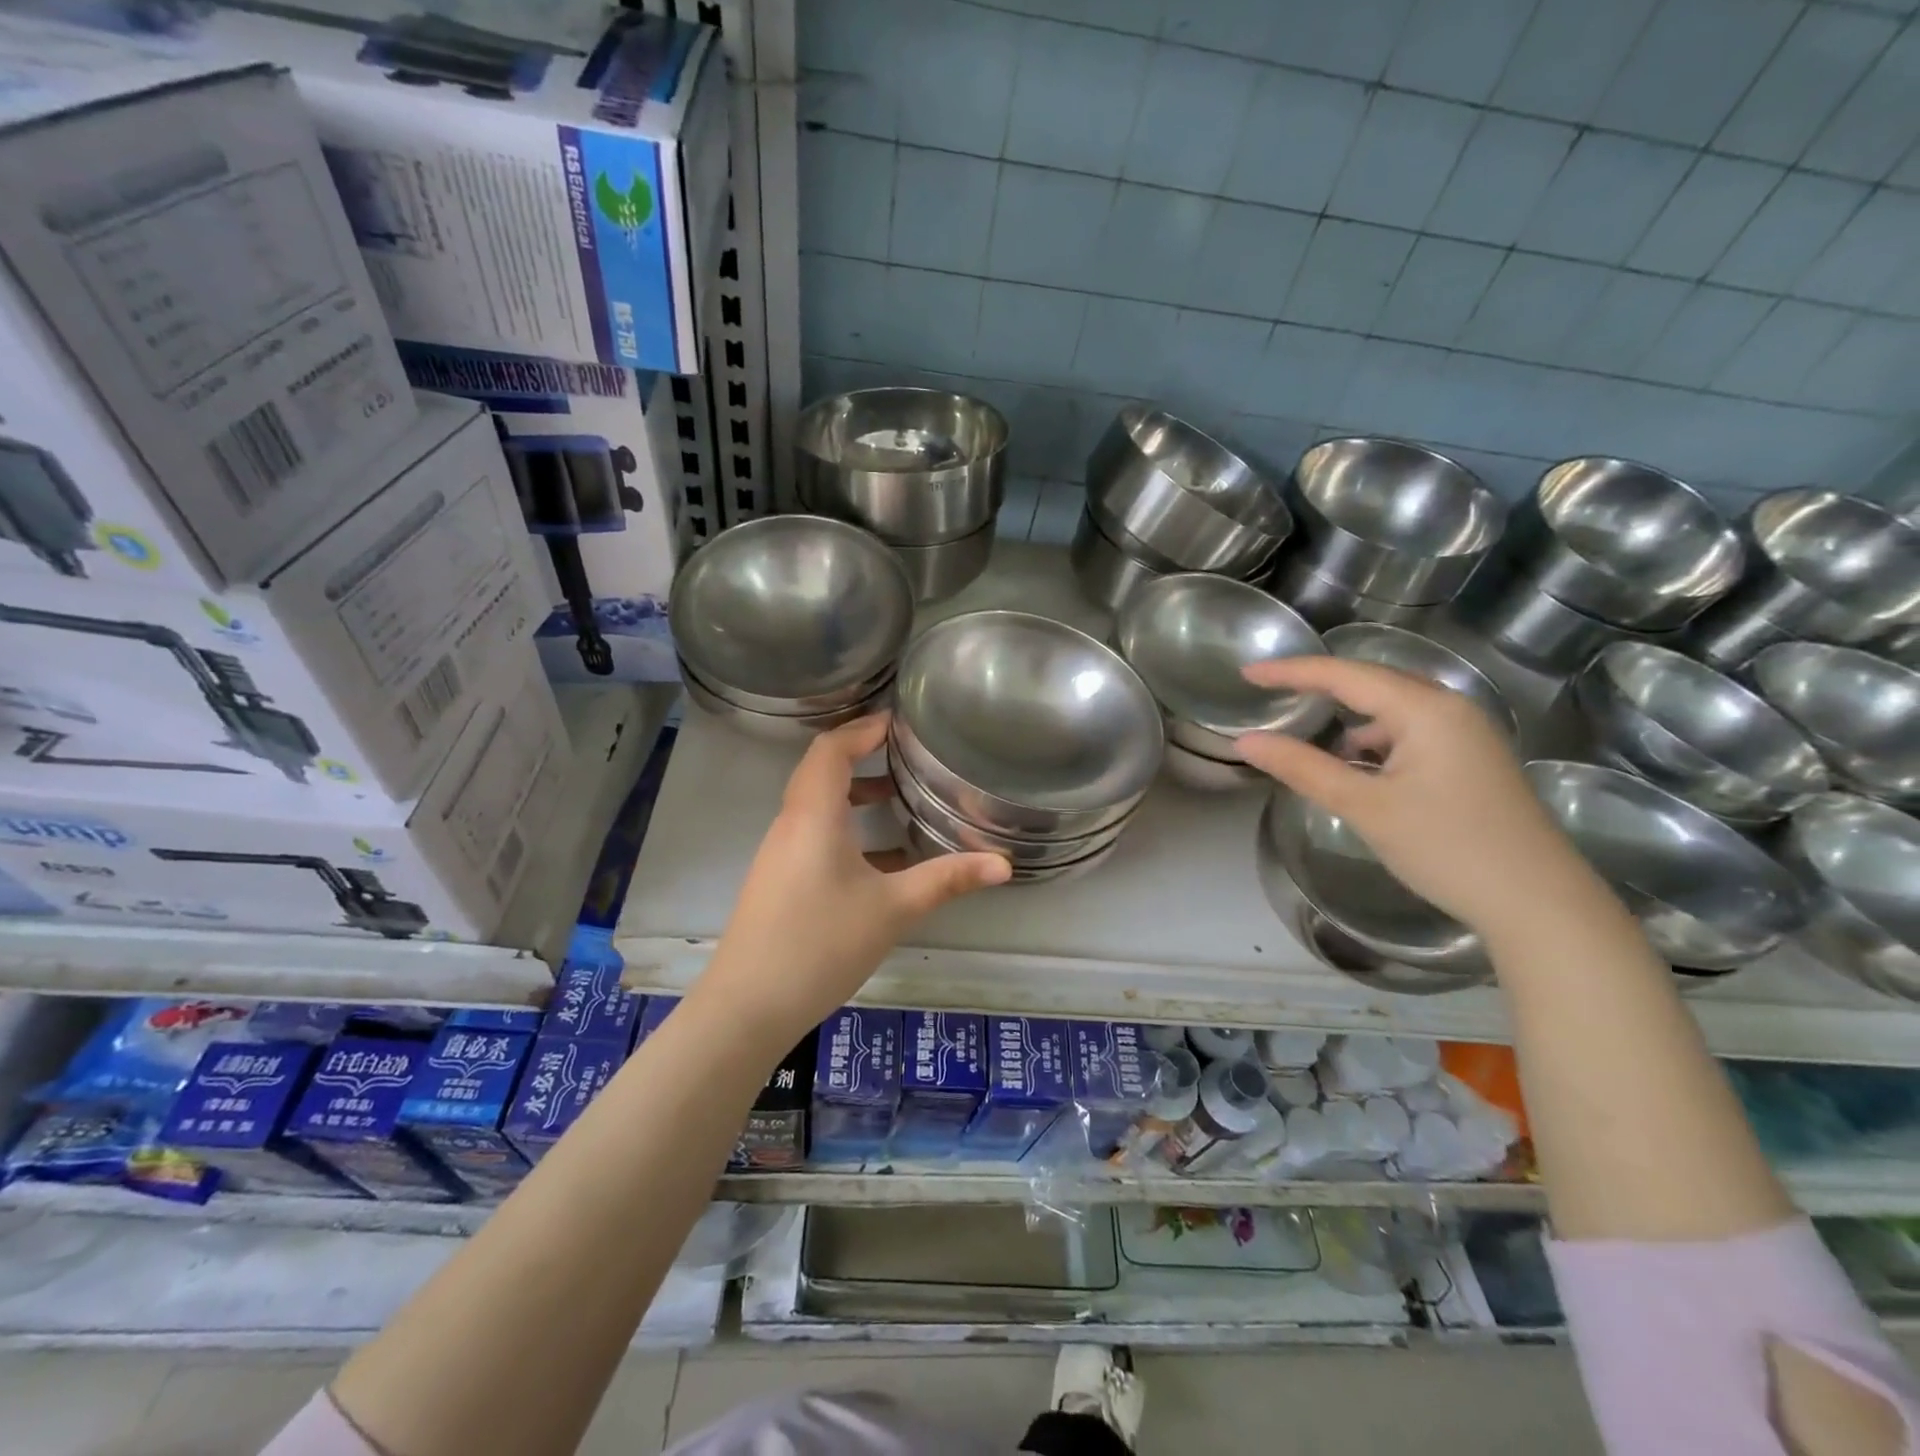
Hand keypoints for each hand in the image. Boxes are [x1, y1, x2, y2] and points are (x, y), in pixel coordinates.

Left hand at [702, 713, 1009, 1035]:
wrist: (747, 1006)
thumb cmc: (821, 944)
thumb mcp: (893, 909)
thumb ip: (947, 880)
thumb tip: (1004, 863)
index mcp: (813, 815)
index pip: (831, 748)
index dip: (863, 728)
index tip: (898, 721)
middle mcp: (791, 823)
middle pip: (821, 770)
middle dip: (861, 754)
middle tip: (904, 751)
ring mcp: (780, 853)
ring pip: (816, 803)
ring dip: (853, 792)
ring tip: (897, 796)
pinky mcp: (778, 879)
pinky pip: (812, 832)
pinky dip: (845, 825)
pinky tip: (880, 857)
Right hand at [1234, 657, 1592, 935]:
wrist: (1539, 904)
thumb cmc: (1447, 847)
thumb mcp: (1365, 807)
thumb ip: (1302, 768)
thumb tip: (1245, 741)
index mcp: (1426, 709)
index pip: (1344, 675)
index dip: (1291, 672)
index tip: (1246, 673)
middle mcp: (1451, 708)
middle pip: (1372, 682)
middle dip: (1319, 684)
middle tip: (1270, 688)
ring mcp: (1467, 734)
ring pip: (1393, 708)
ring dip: (1349, 714)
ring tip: (1308, 728)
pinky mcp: (1471, 760)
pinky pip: (1411, 731)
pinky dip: (1375, 738)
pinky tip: (1358, 764)